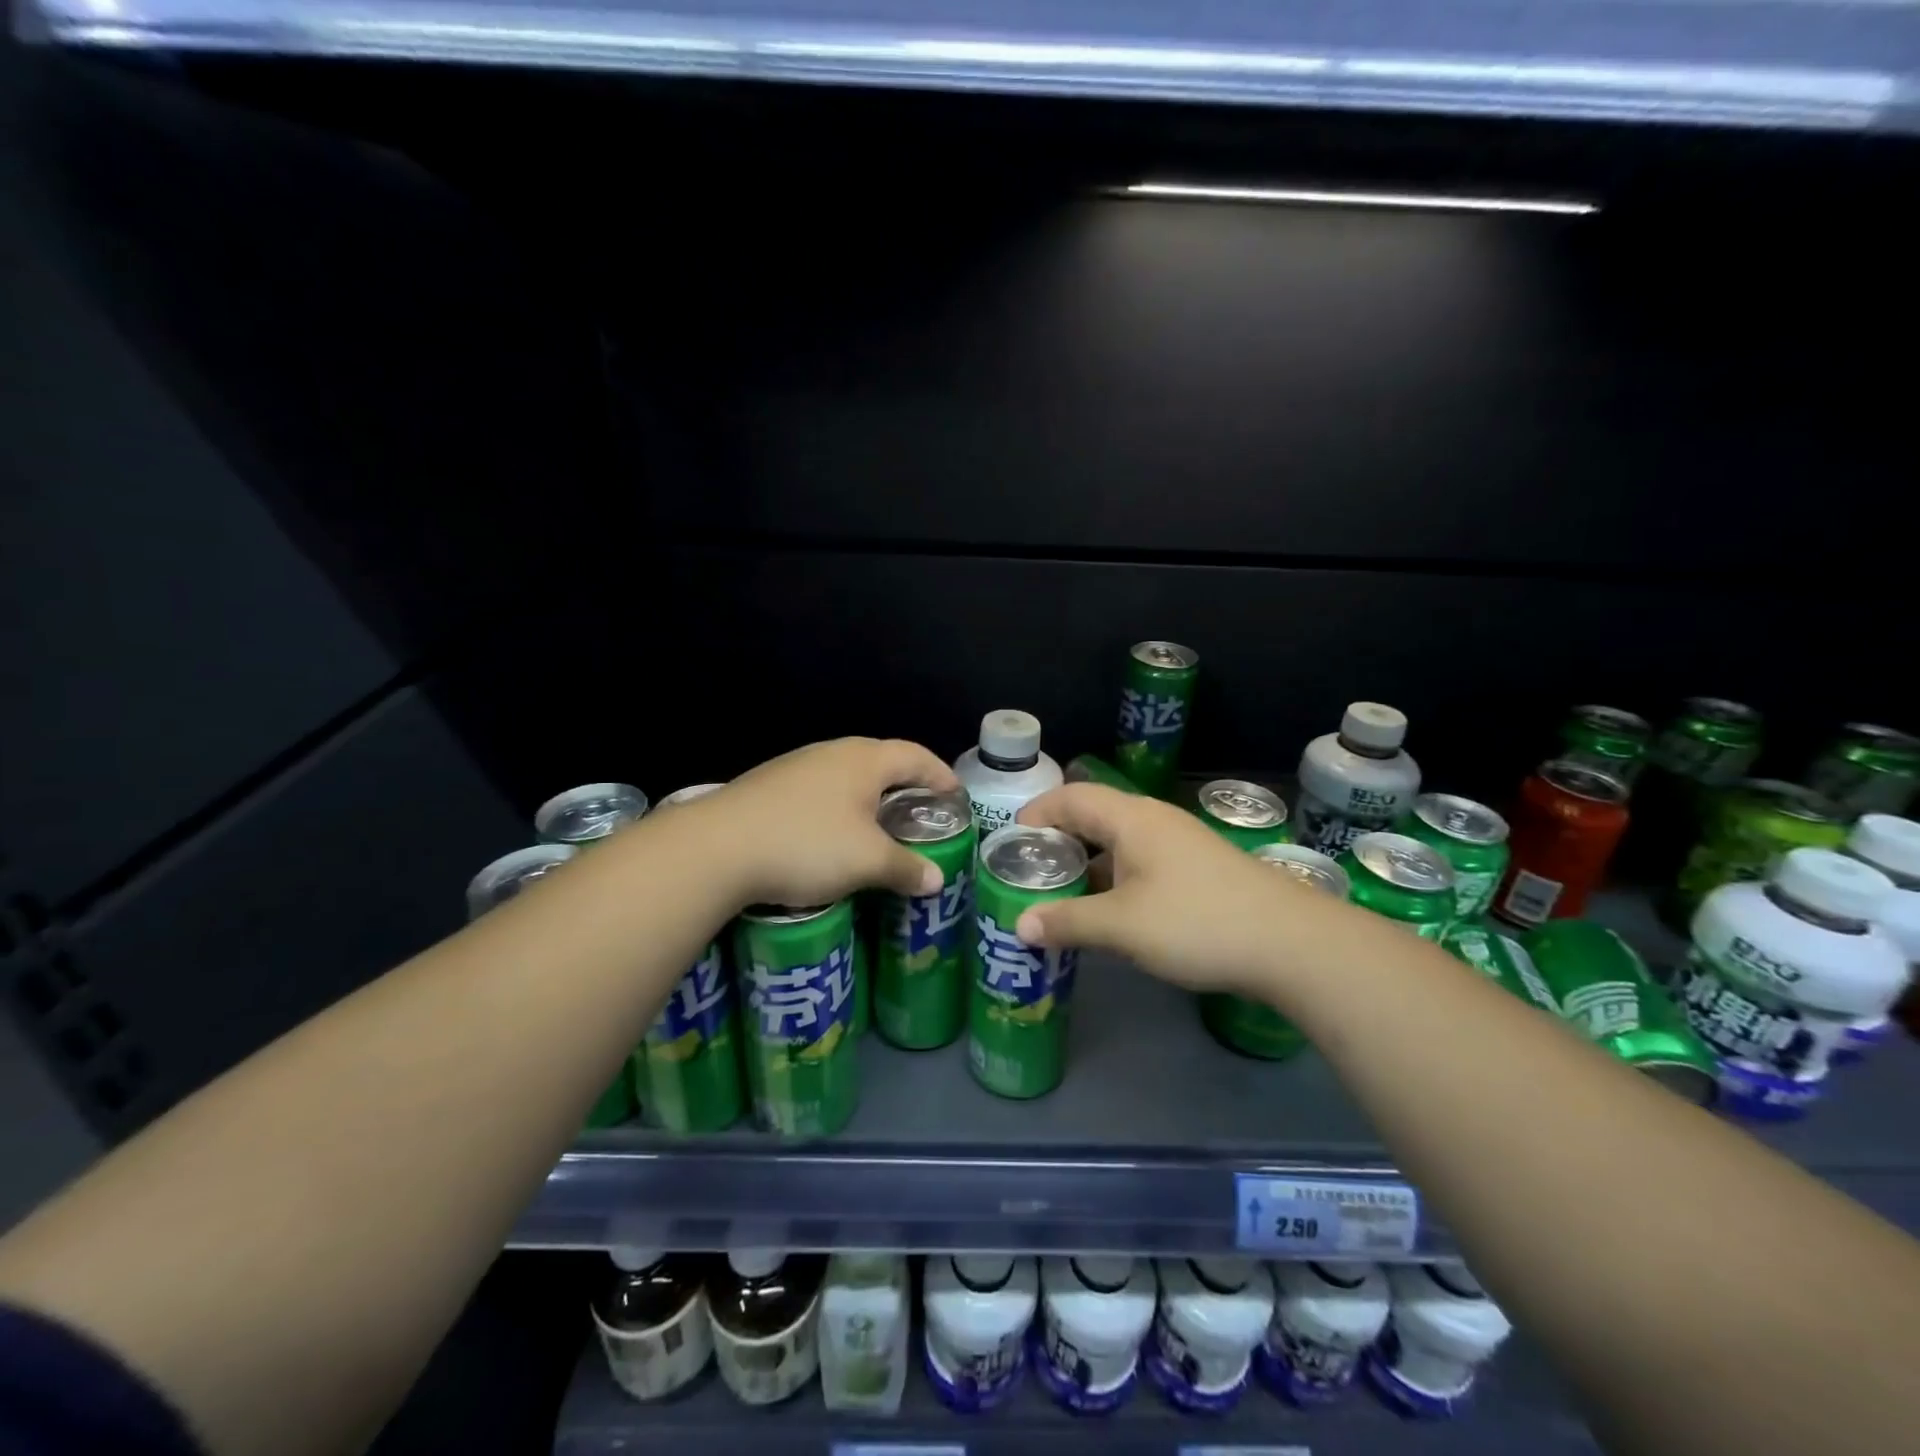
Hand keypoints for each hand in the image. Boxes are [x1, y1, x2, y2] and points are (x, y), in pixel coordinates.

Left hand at [694, 738, 959, 909]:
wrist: (716, 848)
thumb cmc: (807, 844)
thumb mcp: (867, 861)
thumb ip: (906, 868)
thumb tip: (936, 879)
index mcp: (864, 760)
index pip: (915, 755)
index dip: (940, 774)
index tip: (955, 797)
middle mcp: (832, 753)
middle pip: (881, 761)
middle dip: (905, 786)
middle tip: (921, 815)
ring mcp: (796, 767)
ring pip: (847, 778)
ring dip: (869, 800)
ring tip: (880, 829)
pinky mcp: (769, 787)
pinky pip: (819, 793)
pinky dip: (839, 810)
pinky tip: (832, 838)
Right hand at [1013, 784, 1327, 995]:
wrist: (1291, 943)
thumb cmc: (1196, 922)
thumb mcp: (1122, 926)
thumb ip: (1068, 922)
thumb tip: (1019, 925)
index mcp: (1131, 818)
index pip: (1070, 798)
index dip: (1036, 814)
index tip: (1009, 845)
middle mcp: (1153, 820)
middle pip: (1092, 816)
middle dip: (1057, 842)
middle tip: (1028, 874)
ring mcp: (1180, 844)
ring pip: (1118, 843)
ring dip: (1086, 864)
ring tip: (1060, 895)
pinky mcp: (1197, 869)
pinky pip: (1140, 862)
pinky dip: (1113, 879)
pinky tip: (1109, 912)